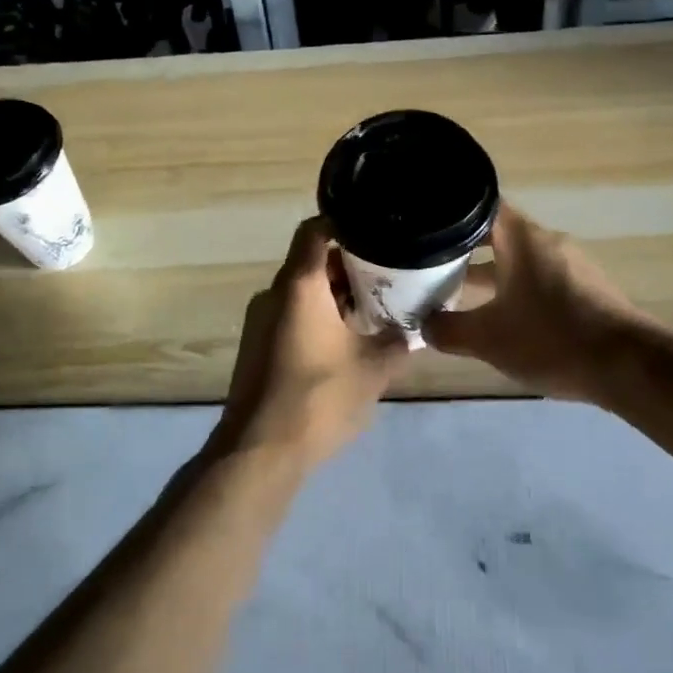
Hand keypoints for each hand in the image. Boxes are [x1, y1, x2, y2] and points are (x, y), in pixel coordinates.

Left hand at [213, 217, 410, 470]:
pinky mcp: (259, 344)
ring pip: (303, 290)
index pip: (315, 230)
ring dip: (336, 294)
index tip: (374, 229)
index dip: (343, 223)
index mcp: (300, 285)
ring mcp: (262, 319)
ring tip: (374, 306)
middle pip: (312, 261)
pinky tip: (347, 338)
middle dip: (350, 265)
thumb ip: (397, 342)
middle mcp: (275, 293)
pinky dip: (319, 315)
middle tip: (388, 273)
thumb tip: (414, 330)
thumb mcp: (374, 369)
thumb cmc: (319, 397)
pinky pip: (292, 313)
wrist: (260, 450)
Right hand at [423, 205, 649, 400]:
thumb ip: (448, 330)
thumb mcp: (488, 339)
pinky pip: (541, 277)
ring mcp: (570, 263)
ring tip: (460, 291)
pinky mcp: (587, 288)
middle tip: (432, 262)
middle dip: (465, 248)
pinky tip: (505, 315)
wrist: (628, 366)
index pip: (480, 205)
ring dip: (492, 271)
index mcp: (521, 237)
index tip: (426, 225)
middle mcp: (546, 240)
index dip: (451, 211)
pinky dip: (518, 288)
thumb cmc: (550, 338)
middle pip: (498, 232)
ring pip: (519, 258)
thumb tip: (423, 324)